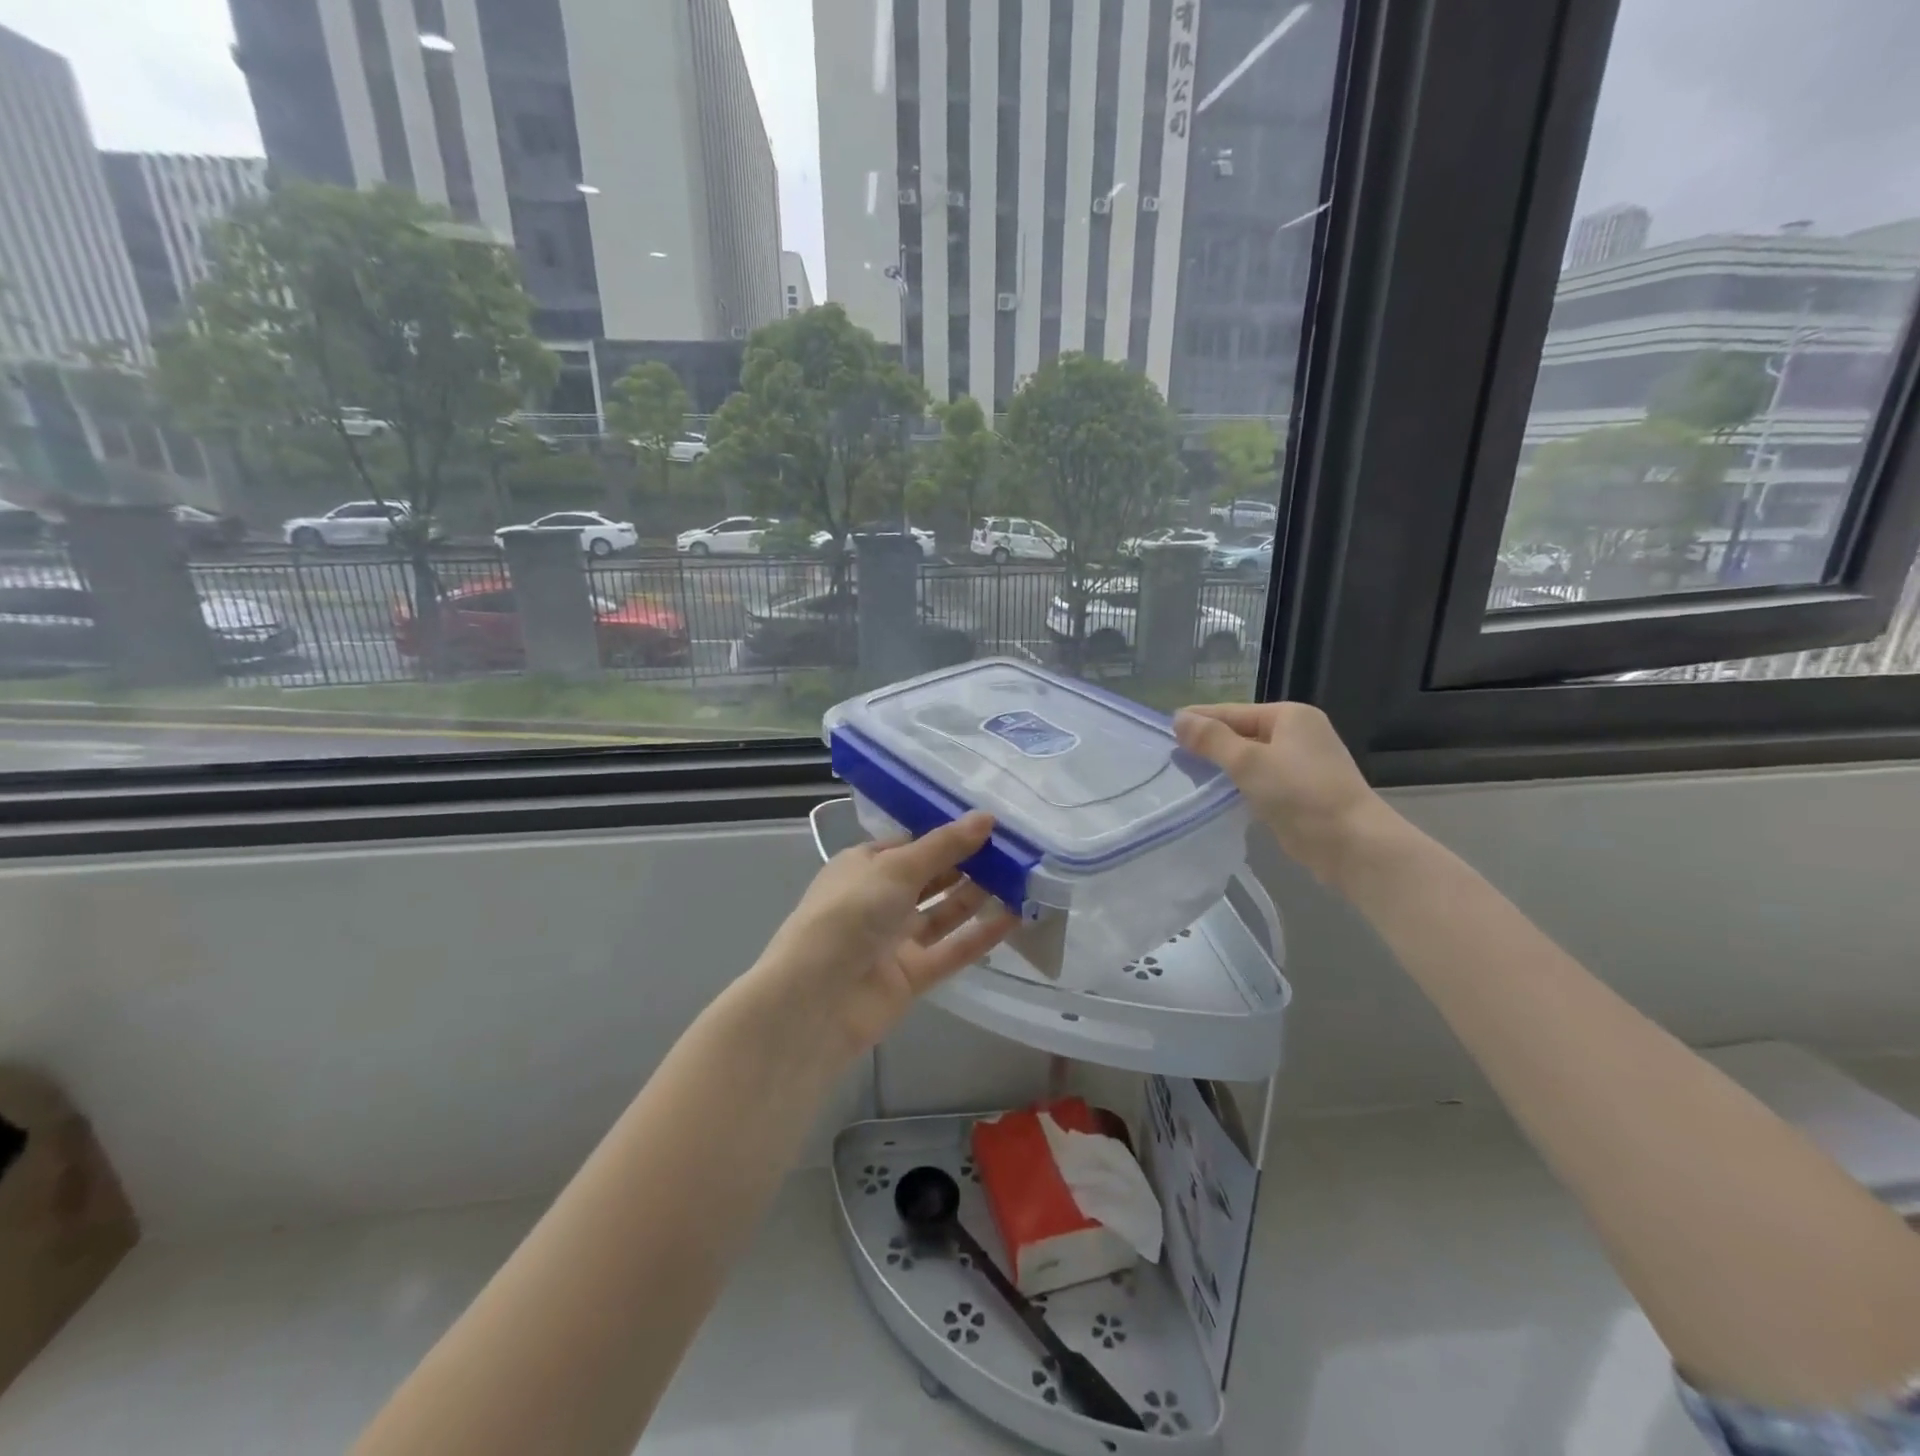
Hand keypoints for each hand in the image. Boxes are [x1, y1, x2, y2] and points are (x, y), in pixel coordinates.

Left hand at [750, 813, 1018, 1062]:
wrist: (816, 999)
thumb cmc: (849, 914)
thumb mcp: (896, 868)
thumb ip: (944, 846)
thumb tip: (987, 817)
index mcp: (863, 866)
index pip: (911, 843)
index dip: (947, 833)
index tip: (990, 823)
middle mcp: (879, 900)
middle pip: (931, 877)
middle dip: (968, 863)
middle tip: (1015, 849)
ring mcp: (895, 939)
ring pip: (944, 912)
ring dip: (978, 896)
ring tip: (1022, 878)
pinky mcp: (912, 975)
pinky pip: (952, 950)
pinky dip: (980, 936)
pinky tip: (1014, 918)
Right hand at [1174, 701, 1398, 885]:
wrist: (1352, 844)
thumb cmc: (1300, 793)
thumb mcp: (1248, 762)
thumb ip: (1211, 740)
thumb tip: (1179, 718)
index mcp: (1290, 716)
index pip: (1232, 712)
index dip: (1199, 719)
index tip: (1165, 728)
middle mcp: (1299, 734)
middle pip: (1242, 733)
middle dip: (1209, 744)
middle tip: (1170, 755)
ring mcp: (1302, 764)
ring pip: (1251, 759)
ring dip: (1223, 767)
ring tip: (1186, 774)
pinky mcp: (1302, 792)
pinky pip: (1261, 780)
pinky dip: (1239, 784)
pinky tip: (1217, 795)